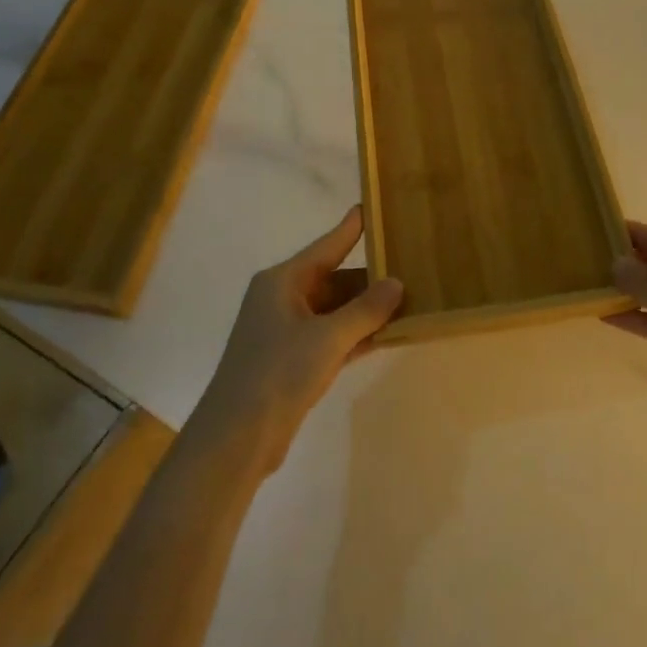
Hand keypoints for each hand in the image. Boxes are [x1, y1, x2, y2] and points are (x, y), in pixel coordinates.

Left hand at [194, 205, 402, 473]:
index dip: (351, 228)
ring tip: (409, 299)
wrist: (236, 438)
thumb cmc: (277, 373)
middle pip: (334, 279)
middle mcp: (283, 299)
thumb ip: (366, 310)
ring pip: (336, 310)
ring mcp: (287, 332)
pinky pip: (333, 337)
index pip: (326, 246)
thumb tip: (396, 283)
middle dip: (370, 278)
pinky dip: (357, 335)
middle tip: (410, 267)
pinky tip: (389, 334)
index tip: (371, 207)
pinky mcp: (293, 361)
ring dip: (367, 310)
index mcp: (282, 281)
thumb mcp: (328, 338)